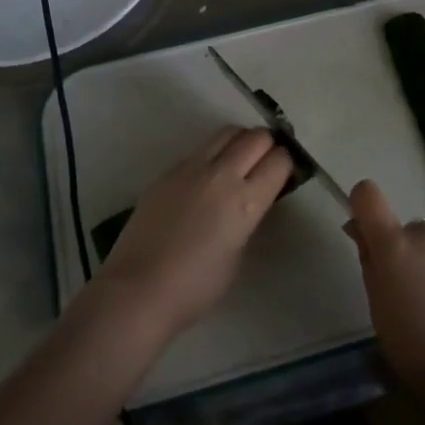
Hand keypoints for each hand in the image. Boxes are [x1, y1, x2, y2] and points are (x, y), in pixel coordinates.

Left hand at [97, 128, 291, 336]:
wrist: (138, 291)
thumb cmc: (196, 287)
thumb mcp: (238, 255)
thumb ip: (247, 219)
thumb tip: (248, 202)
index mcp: (246, 200)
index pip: (279, 160)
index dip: (287, 163)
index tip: (285, 173)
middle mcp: (222, 174)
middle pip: (256, 137)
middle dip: (268, 145)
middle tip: (266, 162)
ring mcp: (191, 168)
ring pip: (227, 133)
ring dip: (241, 142)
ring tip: (239, 162)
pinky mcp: (168, 172)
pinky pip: (199, 150)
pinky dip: (213, 155)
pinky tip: (207, 179)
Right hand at [344, 179, 424, 413]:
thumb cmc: (416, 352)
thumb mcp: (379, 311)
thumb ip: (371, 265)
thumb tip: (363, 235)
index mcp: (395, 246)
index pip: (368, 196)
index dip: (364, 206)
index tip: (366, 232)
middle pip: (410, 231)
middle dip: (408, 253)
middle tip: (412, 295)